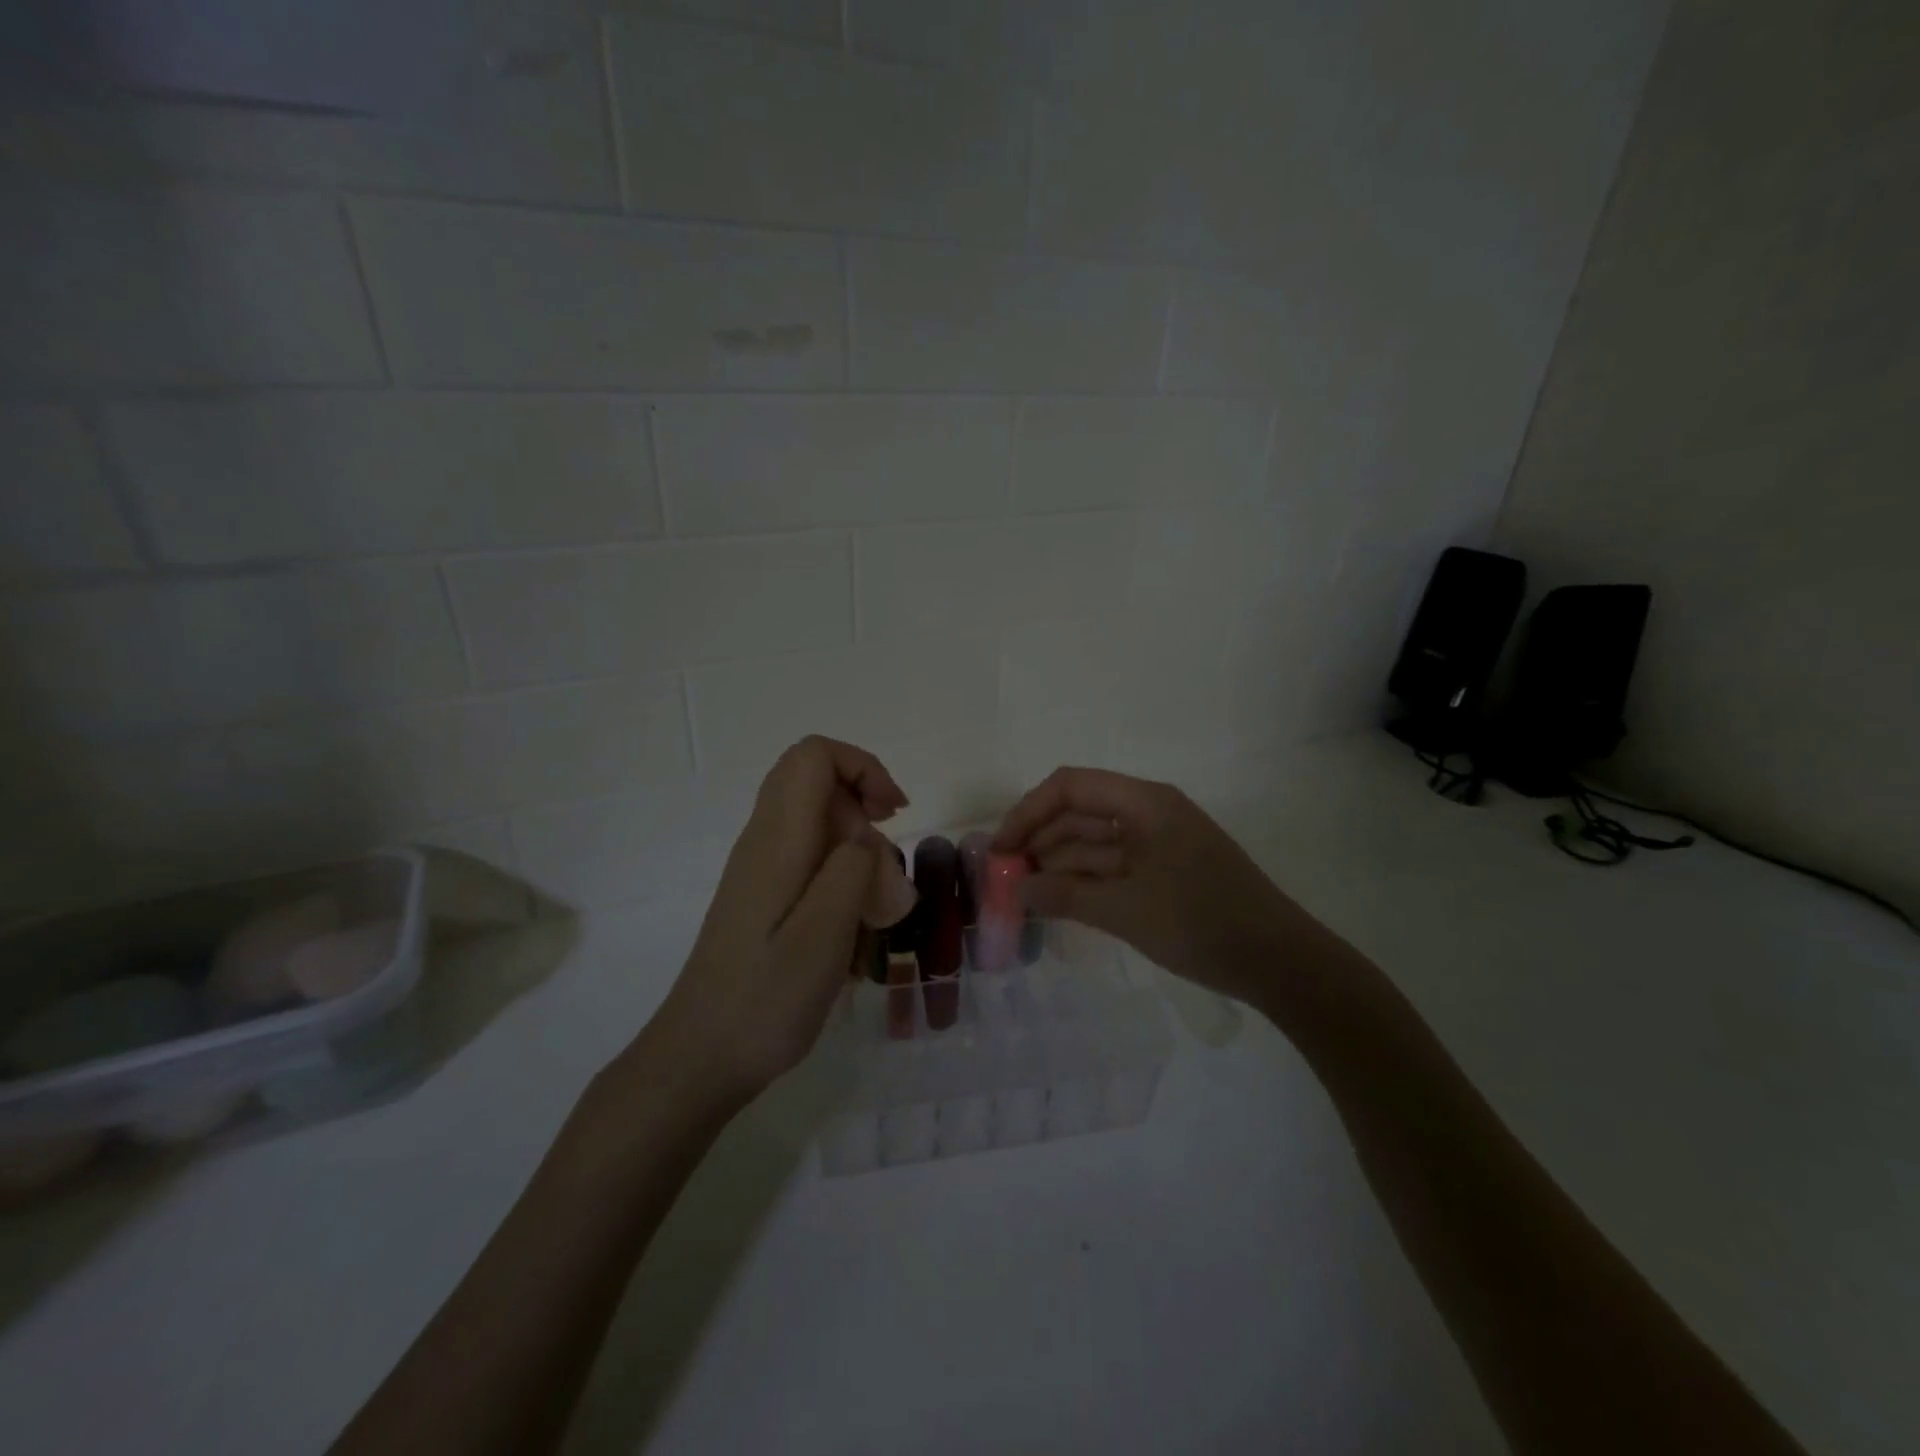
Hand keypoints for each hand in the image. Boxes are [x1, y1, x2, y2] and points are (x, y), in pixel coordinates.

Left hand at [646, 737, 907, 1103]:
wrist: (698, 1058)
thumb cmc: (765, 1000)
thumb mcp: (824, 934)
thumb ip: (853, 870)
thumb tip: (866, 839)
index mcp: (777, 840)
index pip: (814, 756)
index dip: (863, 768)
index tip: (892, 815)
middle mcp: (763, 842)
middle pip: (818, 784)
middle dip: (865, 814)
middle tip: (886, 873)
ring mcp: (760, 870)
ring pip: (819, 826)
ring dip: (858, 855)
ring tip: (873, 914)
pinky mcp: (763, 898)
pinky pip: (811, 863)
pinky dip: (842, 882)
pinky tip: (851, 933)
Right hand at [993, 767, 1302, 1006]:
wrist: (1280, 962)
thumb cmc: (1203, 923)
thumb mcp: (1127, 910)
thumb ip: (1065, 896)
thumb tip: (1015, 890)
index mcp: (1144, 802)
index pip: (1070, 787)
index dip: (1028, 812)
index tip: (999, 849)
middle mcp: (1148, 813)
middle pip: (1079, 813)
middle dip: (1038, 840)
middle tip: (1003, 877)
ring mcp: (1157, 843)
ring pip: (1093, 842)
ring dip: (1057, 864)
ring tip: (1021, 895)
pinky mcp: (1163, 871)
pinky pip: (1111, 866)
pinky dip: (1082, 881)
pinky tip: (1055, 902)